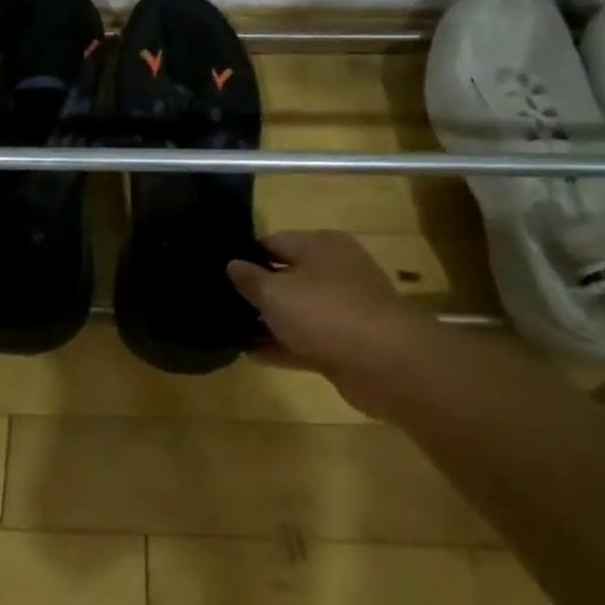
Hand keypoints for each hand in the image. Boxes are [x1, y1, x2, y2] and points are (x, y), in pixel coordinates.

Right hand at [227, 230, 408, 377]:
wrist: (386, 363)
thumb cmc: (325, 312)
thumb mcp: (275, 292)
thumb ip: (249, 279)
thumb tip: (232, 265)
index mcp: (320, 245)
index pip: (273, 242)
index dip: (244, 255)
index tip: (217, 272)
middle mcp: (334, 270)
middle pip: (286, 275)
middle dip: (256, 290)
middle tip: (219, 303)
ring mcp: (343, 308)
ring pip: (296, 310)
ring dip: (268, 321)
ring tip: (229, 330)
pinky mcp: (346, 342)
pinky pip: (305, 340)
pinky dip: (282, 345)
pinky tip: (251, 355)